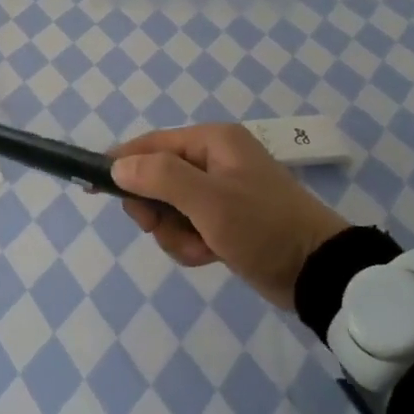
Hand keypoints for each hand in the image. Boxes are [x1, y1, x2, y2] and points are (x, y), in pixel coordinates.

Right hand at [110, 124, 349, 307]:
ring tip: (203, 247)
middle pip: (156, 179)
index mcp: (212, 141)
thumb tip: (118, 166)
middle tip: (165, 228)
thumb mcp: (210, 201)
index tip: (94, 188)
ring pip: (169, 208)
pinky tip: (211, 255)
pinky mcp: (225, 219)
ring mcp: (220, 191)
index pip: (151, 144)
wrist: (319, 272)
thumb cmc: (263, 227)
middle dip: (158, 210)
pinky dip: (192, 244)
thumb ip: (161, 178)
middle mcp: (214, 159)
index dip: (121, 164)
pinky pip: (188, 227)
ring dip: (176, 233)